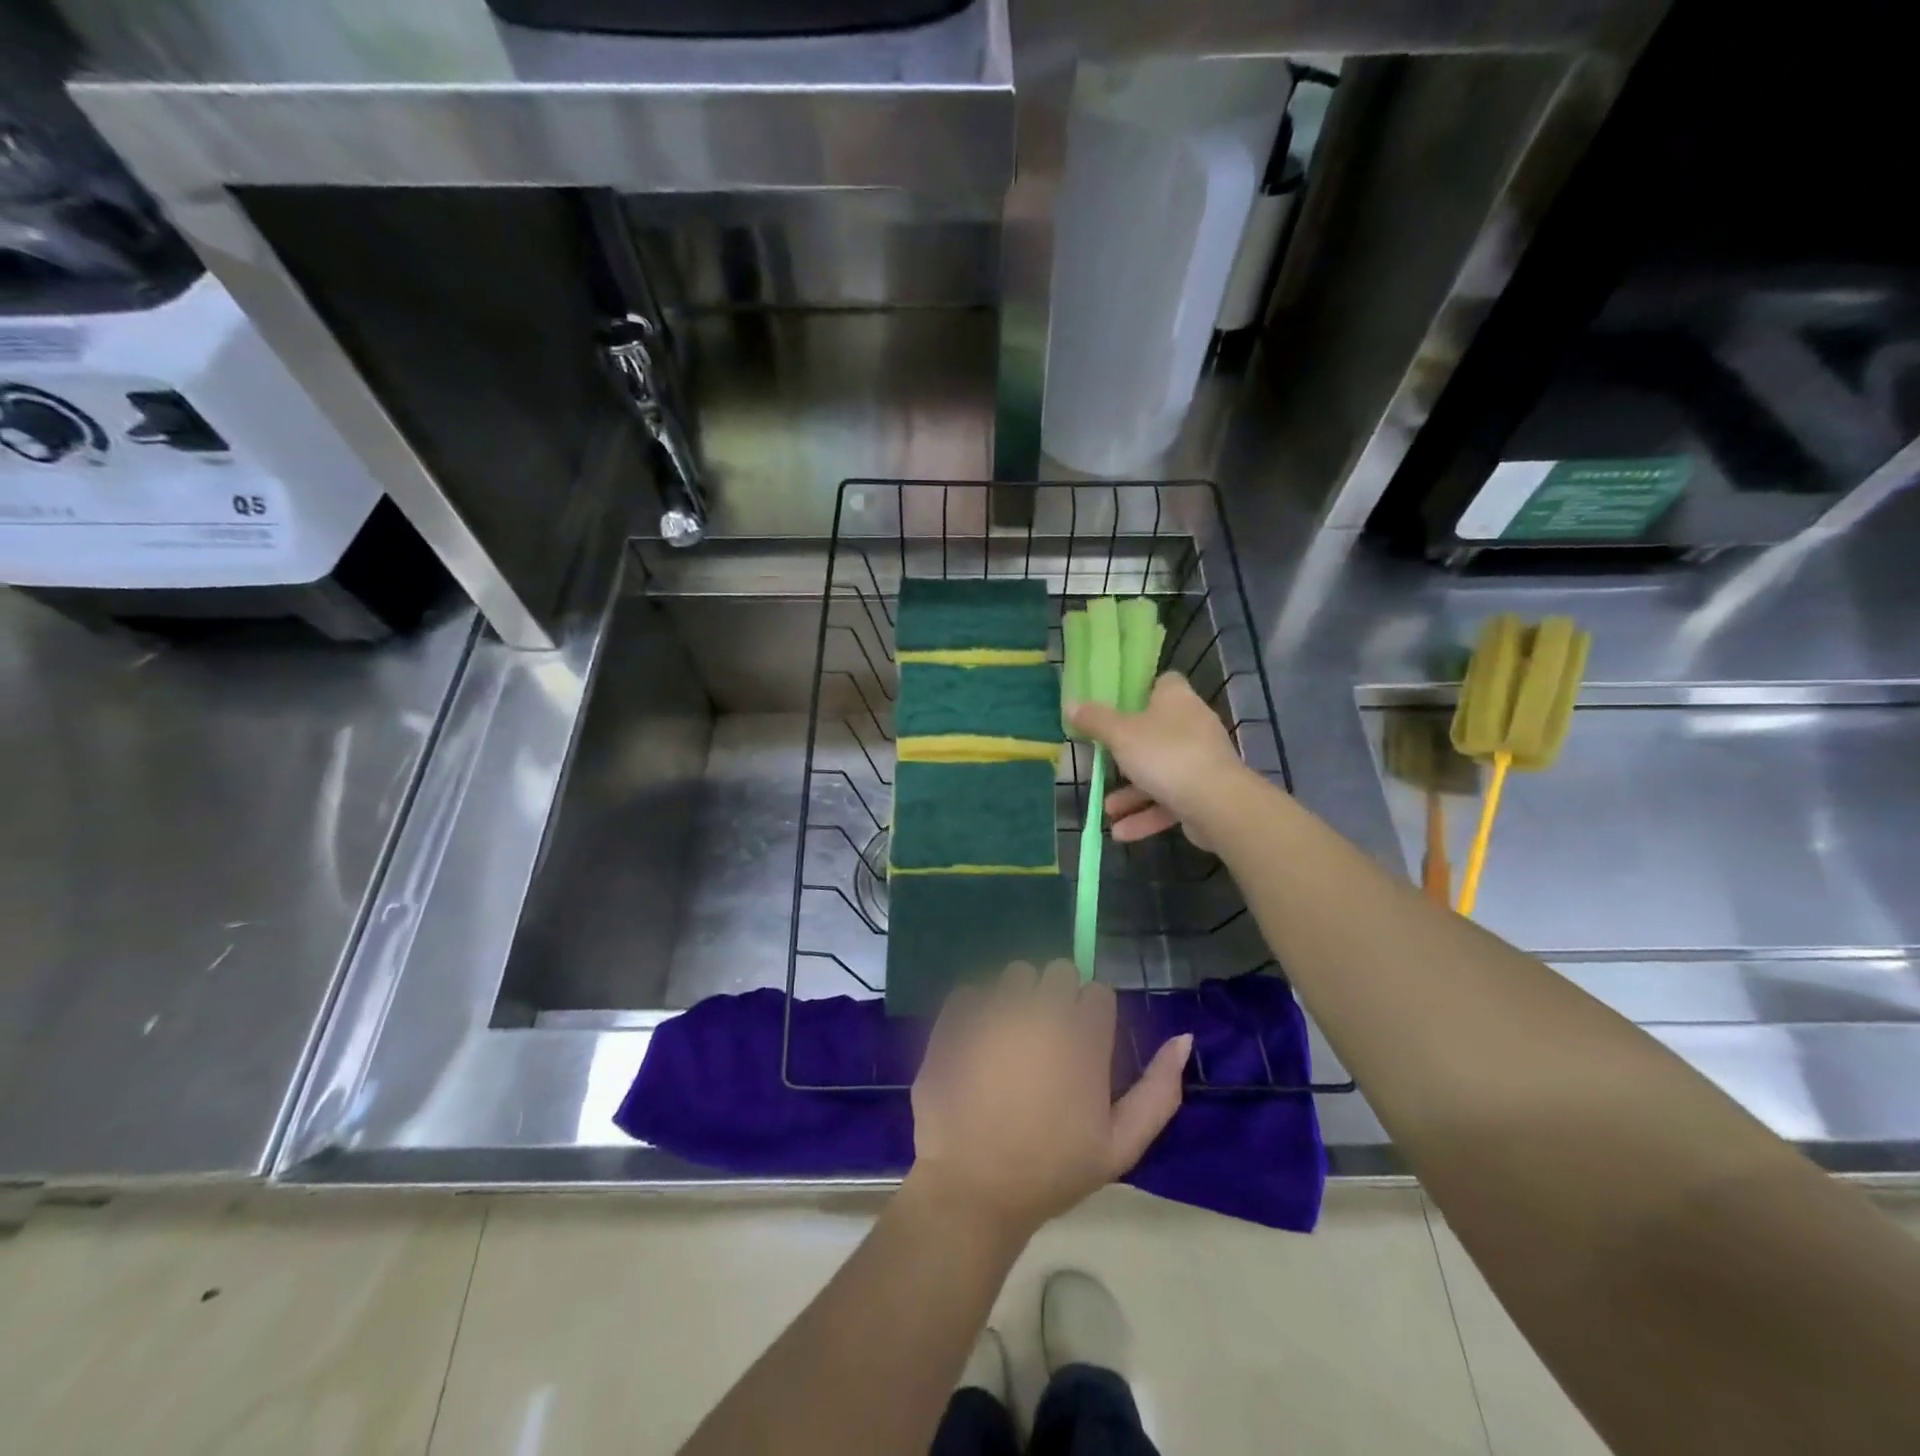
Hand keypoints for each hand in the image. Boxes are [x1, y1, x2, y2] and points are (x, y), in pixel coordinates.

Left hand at [908, 960, 1192, 1240]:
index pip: (1098, 992)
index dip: (1092, 1016)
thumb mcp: (1120, 1146)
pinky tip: (977, 1043)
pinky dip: (976, 1009)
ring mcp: (995, 1011)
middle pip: (1059, 971)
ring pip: (1016, 974)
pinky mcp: (957, 1017)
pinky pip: (972, 990)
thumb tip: (1183, 1038)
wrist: (974, 1188)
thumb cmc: (1052, 1171)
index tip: (1083, 1045)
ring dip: (1019, 997)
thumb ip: (1159, 1091)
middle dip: (1058, 997)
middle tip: (1047, 1039)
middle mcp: (1041, 1012)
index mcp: (1083, 1039)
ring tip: (1010, 1038)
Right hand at [1070, 672, 1250, 845]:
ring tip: (1106, 809)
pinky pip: (1169, 801)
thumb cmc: (1165, 755)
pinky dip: (1146, 815)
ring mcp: (1200, 761)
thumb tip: (1071, 704)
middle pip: (1155, 731)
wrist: (1217, 804)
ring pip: (1160, 772)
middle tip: (1103, 759)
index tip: (1115, 706)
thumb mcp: (1120, 735)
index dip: (1139, 691)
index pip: (1162, 683)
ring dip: (1132, 793)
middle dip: (1126, 752)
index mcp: (1176, 700)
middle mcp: (1192, 726)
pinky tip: (1121, 832)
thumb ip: (1095, 721)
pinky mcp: (1204, 793)